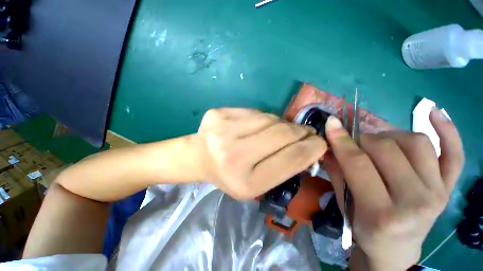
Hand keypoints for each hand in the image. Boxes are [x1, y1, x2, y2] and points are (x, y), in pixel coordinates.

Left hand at [191, 108, 326, 198]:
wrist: (199, 157)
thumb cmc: (229, 175)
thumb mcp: (257, 183)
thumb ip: (283, 166)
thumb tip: (308, 144)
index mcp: (245, 182)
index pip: (290, 159)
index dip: (312, 149)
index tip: (321, 143)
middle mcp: (232, 156)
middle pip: (282, 134)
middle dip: (300, 132)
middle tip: (306, 132)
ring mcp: (222, 131)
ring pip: (270, 118)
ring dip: (282, 124)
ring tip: (281, 130)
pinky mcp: (218, 113)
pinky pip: (255, 111)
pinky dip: (264, 118)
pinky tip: (260, 125)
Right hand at [324, 108, 463, 270]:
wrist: (396, 250)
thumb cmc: (365, 230)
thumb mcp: (344, 205)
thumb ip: (336, 172)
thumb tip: (328, 145)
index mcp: (382, 212)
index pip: (358, 163)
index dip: (341, 140)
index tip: (331, 123)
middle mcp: (416, 201)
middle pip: (386, 149)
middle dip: (362, 140)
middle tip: (353, 146)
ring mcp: (438, 192)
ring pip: (416, 142)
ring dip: (389, 136)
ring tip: (379, 145)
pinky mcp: (449, 187)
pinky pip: (455, 152)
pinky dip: (447, 129)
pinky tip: (435, 112)